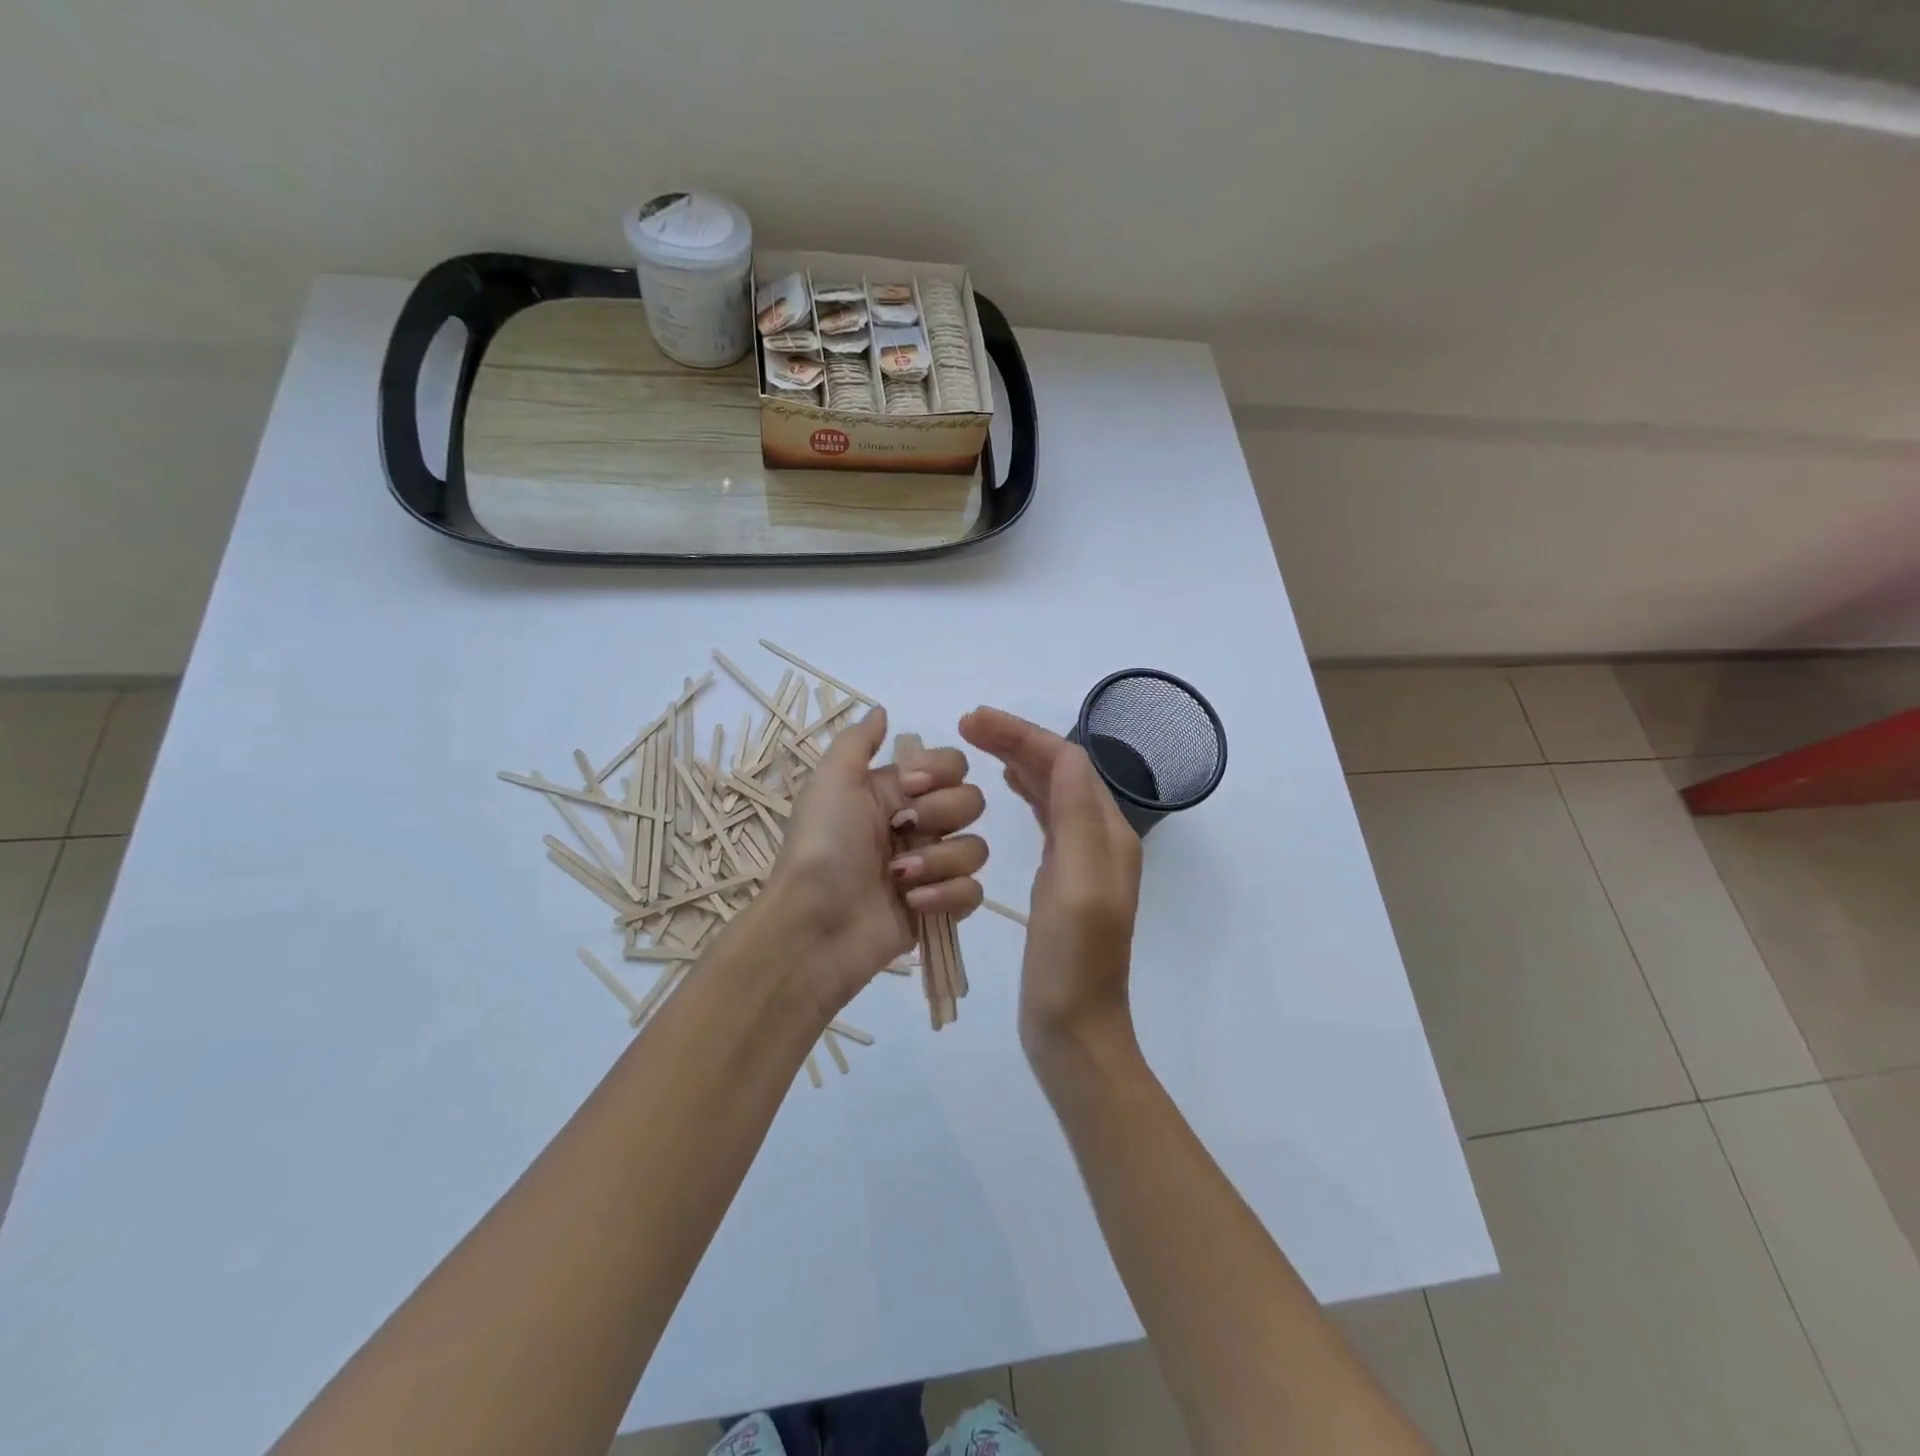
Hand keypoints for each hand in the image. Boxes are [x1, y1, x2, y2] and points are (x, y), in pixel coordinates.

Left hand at [760, 708, 985, 1018]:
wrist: (813, 923)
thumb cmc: (822, 846)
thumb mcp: (830, 781)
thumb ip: (859, 741)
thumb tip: (882, 710)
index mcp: (897, 792)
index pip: (953, 764)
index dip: (941, 772)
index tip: (910, 786)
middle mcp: (919, 824)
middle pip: (972, 802)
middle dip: (942, 814)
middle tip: (901, 830)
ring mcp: (931, 867)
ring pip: (976, 848)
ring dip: (939, 860)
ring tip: (900, 878)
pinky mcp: (939, 907)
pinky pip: (973, 892)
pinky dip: (947, 896)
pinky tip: (912, 903)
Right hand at [959, 706, 1141, 1059]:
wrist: (1074, 1028)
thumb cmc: (1072, 960)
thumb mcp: (1077, 885)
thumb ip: (1077, 817)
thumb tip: (1066, 753)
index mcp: (1107, 833)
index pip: (1066, 761)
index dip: (1021, 734)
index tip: (972, 720)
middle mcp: (1099, 837)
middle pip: (1059, 769)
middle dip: (1016, 739)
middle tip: (966, 724)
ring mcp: (1081, 858)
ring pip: (1051, 790)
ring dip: (1018, 760)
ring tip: (979, 744)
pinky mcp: (1061, 878)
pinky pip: (1045, 817)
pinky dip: (1024, 792)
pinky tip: (1007, 787)